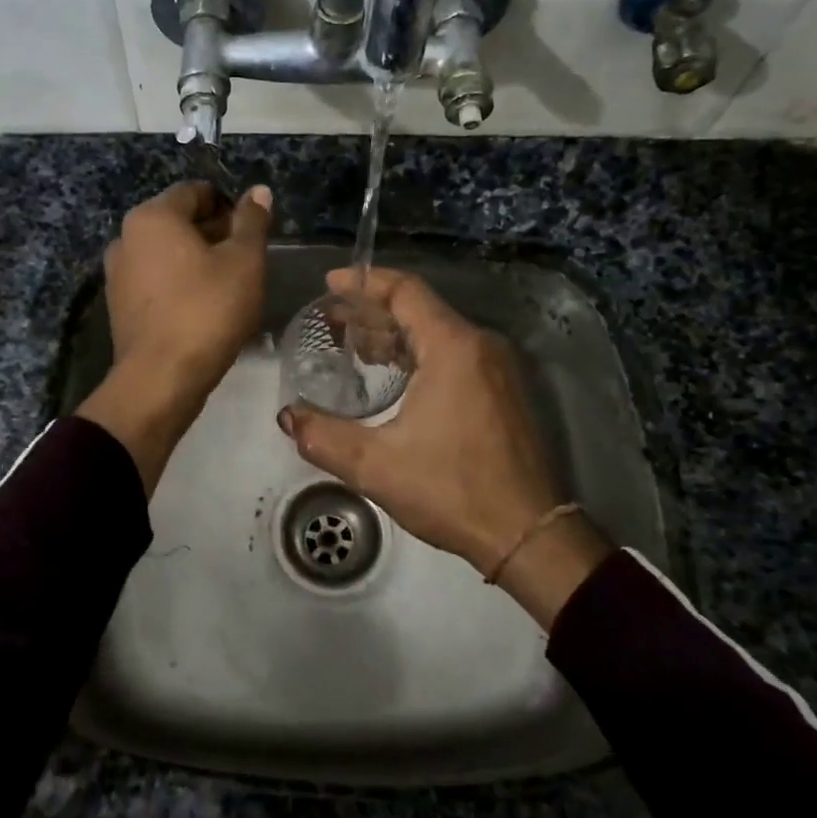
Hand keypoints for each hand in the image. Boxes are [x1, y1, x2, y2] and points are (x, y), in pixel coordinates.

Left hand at [77, 181, 271, 491]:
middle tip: (246, 260)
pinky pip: (156, 281)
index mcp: (153, 216)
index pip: (196, 192)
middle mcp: (126, 237)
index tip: (252, 233)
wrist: (161, 378)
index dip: (229, 206)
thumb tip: (258, 191)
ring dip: (198, 260)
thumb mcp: (244, 261)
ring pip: (167, 253)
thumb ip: (252, 221)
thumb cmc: (208, 310)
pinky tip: (203, 308)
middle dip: (214, 233)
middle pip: (179, 221)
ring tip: (228, 286)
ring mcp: (118, 273)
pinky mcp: (120, 305)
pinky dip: (179, 284)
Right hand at [279, 267, 611, 626]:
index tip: (331, 284)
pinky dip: (418, 352)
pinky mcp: (503, 391)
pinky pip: (454, 353)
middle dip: (372, 310)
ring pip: (437, 332)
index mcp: (453, 348)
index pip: (406, 291)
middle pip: (421, 308)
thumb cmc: (453, 491)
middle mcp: (480, 346)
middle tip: (331, 321)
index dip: (365, 282)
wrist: (529, 535)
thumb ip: (323, 437)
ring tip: (354, 346)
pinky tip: (392, 374)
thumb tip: (288, 417)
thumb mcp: (376, 467)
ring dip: (394, 334)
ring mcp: (497, 368)